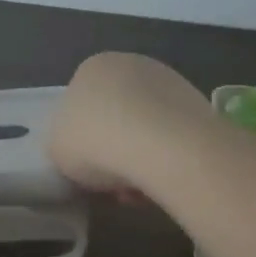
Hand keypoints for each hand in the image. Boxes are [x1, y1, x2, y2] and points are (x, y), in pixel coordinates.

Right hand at [48, 52, 210, 195]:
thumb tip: (80, 152)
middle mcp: (132, 65)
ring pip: (146, 131)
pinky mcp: (199, 106)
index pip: (81, 104)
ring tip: (137, 191)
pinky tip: (162, 184)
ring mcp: (170, 83)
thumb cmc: (95, 141)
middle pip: (116, 117)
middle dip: (114, 151)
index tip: (85, 167)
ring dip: (140, 160)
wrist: (162, 145)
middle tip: (110, 183)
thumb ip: (63, 144)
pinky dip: (167, 162)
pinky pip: (174, 140)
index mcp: (93, 67)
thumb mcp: (56, 148)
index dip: (82, 140)